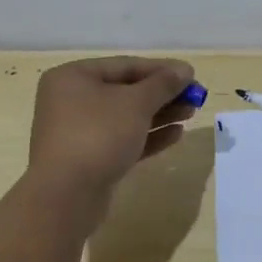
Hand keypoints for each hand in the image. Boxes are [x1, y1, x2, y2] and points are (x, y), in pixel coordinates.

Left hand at [27, 57, 196, 198]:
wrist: (66, 195)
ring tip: (190, 115)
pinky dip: (148, 136)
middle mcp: (71, 100)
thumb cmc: (99, 134)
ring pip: (126, 117)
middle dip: (163, 94)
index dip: (162, 69)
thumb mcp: (136, 103)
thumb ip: (163, 84)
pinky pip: (122, 140)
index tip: (192, 75)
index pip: (125, 65)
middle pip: (126, 91)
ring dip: (160, 115)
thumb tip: (185, 70)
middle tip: (195, 98)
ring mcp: (79, 132)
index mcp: (74, 77)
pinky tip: (176, 135)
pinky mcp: (89, 159)